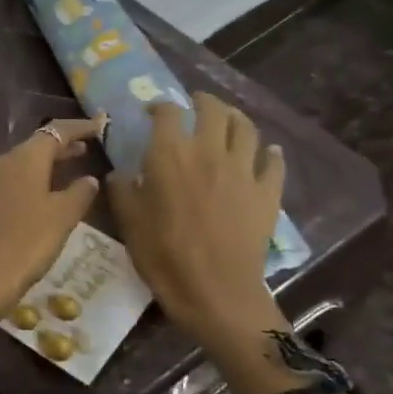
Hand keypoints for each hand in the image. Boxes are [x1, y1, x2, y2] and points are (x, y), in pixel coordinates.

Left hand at [0, 118, 103, 326]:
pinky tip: (39, 198)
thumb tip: (89, 178)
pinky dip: (28, 182)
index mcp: (22, 159)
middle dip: (62, 147)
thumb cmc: (24, 245)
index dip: (79, 127)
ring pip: (20, 165)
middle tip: (87, 148)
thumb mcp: (61, 219)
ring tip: (68, 172)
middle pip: (35, 147)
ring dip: (45, 166)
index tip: (101, 126)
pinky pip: (8, 183)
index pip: (55, 132)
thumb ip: (79, 194)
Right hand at [109, 94, 290, 386]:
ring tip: (228, 120)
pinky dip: (269, 154)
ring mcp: (244, 170)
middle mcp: (209, 151)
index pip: (167, 112)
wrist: (215, 292)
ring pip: (246, 128)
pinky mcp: (268, 192)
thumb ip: (122, 190)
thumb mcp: (128, 222)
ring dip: (236, 118)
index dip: (159, 106)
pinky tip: (267, 153)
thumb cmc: (164, 255)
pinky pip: (273, 163)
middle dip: (203, 101)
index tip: (152, 111)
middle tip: (195, 105)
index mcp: (170, 154)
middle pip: (213, 110)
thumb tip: (119, 173)